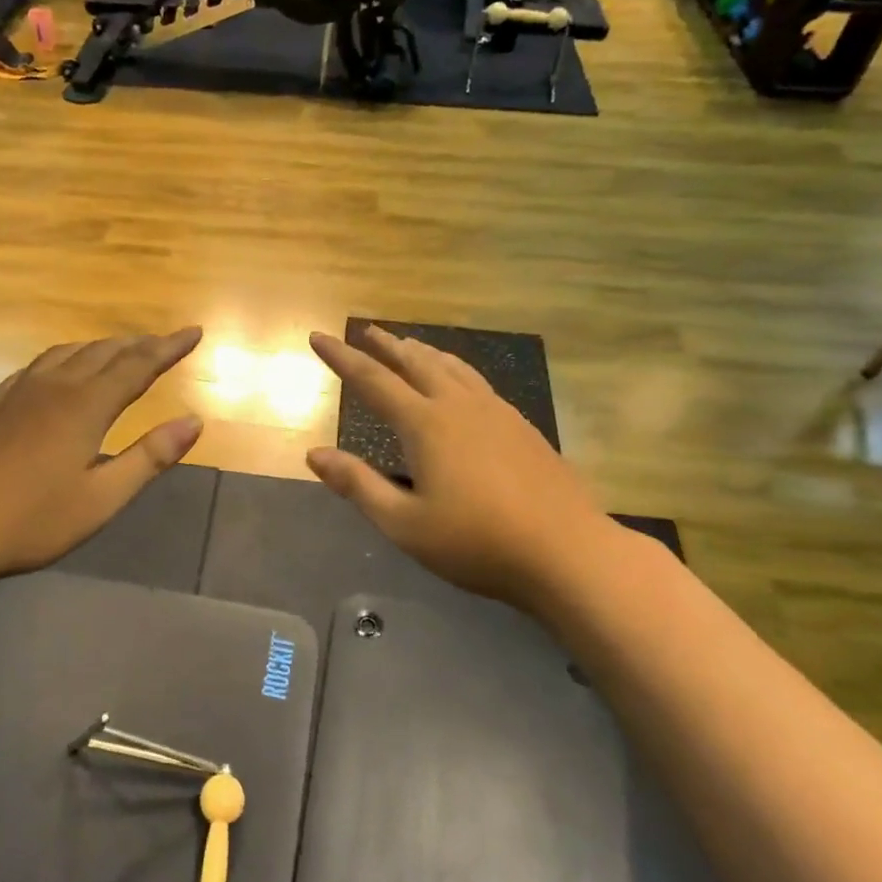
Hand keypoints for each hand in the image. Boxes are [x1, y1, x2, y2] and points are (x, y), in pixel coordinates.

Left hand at [0, 328, 204, 593]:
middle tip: (165, 341)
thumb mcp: (102, 498)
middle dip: (139, 344)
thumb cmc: (32, 521)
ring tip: (121, 349)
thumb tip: (195, 421)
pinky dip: (64, 357)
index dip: (168, 347)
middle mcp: (54, 387)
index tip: (194, 331)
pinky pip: (37, 365)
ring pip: (68, 353)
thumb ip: (150, 457)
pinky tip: (60, 368)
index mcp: (85, 406)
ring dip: (101, 347)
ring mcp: (18, 393)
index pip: (138, 365)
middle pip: (104, 352)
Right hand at [305, 326, 620, 606]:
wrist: (568, 552)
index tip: (318, 336)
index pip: (372, 380)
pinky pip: (476, 381)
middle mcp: (459, 406)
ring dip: (423, 352)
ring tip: (407, 345)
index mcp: (426, 424)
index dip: (342, 357)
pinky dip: (454, 369)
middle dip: (385, 344)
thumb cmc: (478, 543)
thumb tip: (313, 454)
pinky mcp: (521, 425)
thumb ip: (358, 485)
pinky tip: (459, 382)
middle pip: (415, 362)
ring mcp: (496, 412)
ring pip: (452, 367)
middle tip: (365, 330)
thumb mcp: (405, 524)